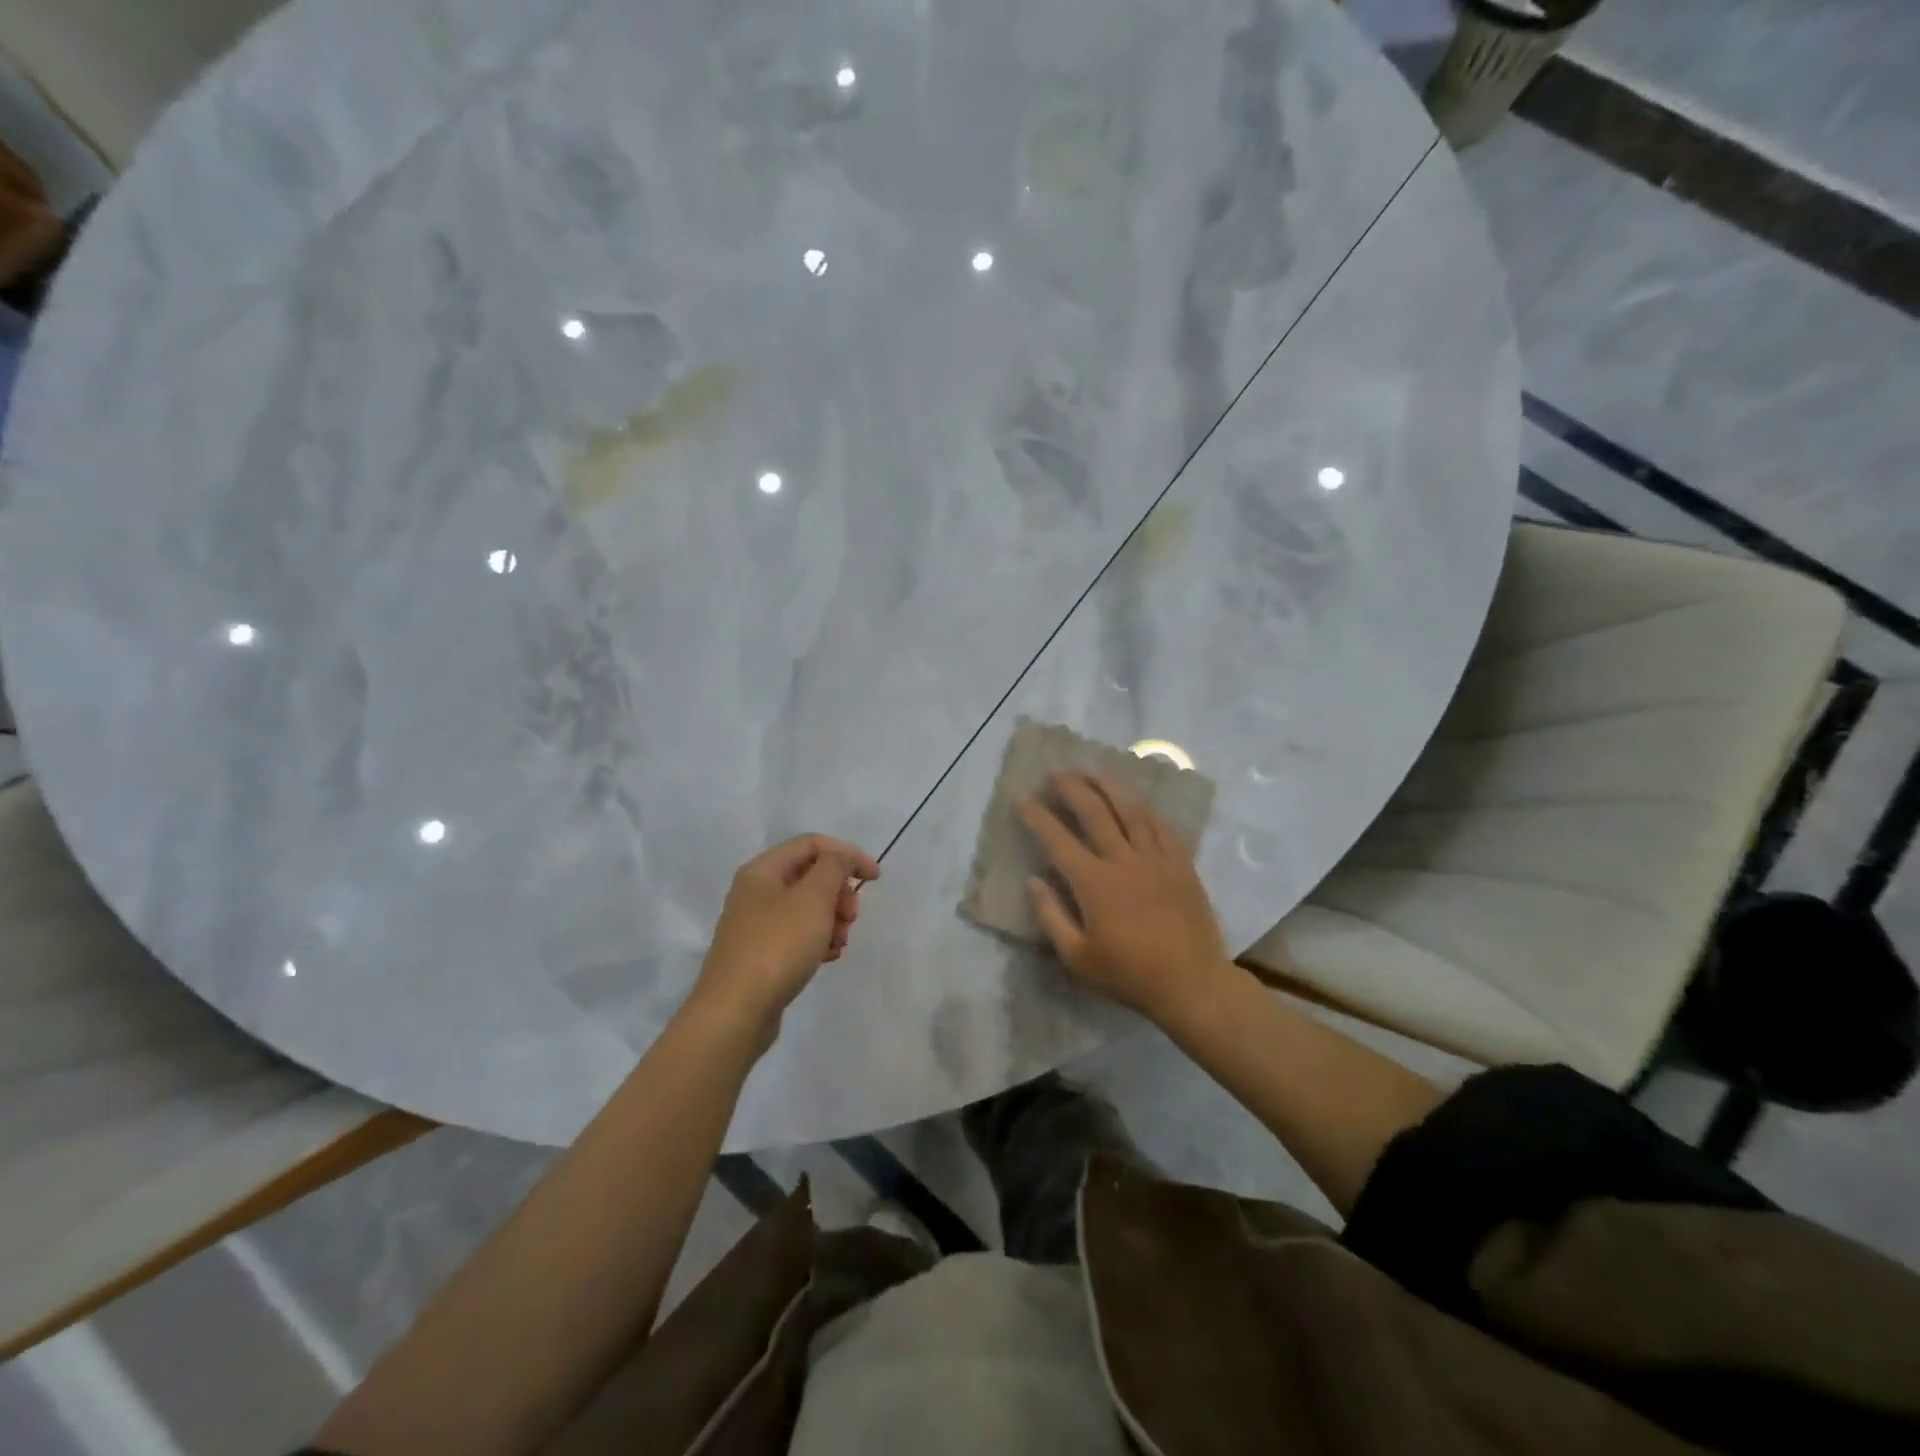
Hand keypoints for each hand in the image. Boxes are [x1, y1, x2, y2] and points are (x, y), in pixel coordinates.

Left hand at [691, 834, 880, 1041]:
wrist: (735, 1013)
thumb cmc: (777, 946)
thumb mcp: (813, 898)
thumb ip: (834, 867)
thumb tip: (841, 857)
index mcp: (763, 870)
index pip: (812, 844)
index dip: (847, 854)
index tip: (875, 879)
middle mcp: (755, 892)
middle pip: (810, 876)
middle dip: (839, 892)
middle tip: (851, 916)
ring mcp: (756, 925)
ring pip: (806, 908)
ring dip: (832, 919)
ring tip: (839, 942)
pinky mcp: (760, 954)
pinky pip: (797, 935)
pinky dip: (818, 940)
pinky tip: (828, 958)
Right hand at [1017, 771, 1227, 1022]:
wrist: (1191, 983)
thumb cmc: (1129, 975)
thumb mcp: (1077, 958)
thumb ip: (1050, 916)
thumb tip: (1034, 879)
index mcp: (1094, 883)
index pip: (1058, 839)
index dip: (1037, 817)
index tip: (1023, 800)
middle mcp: (1124, 860)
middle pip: (1094, 811)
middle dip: (1072, 787)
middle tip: (1056, 774)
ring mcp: (1156, 858)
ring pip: (1130, 809)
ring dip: (1108, 786)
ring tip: (1092, 773)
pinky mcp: (1180, 863)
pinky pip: (1161, 825)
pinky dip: (1143, 807)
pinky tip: (1134, 800)